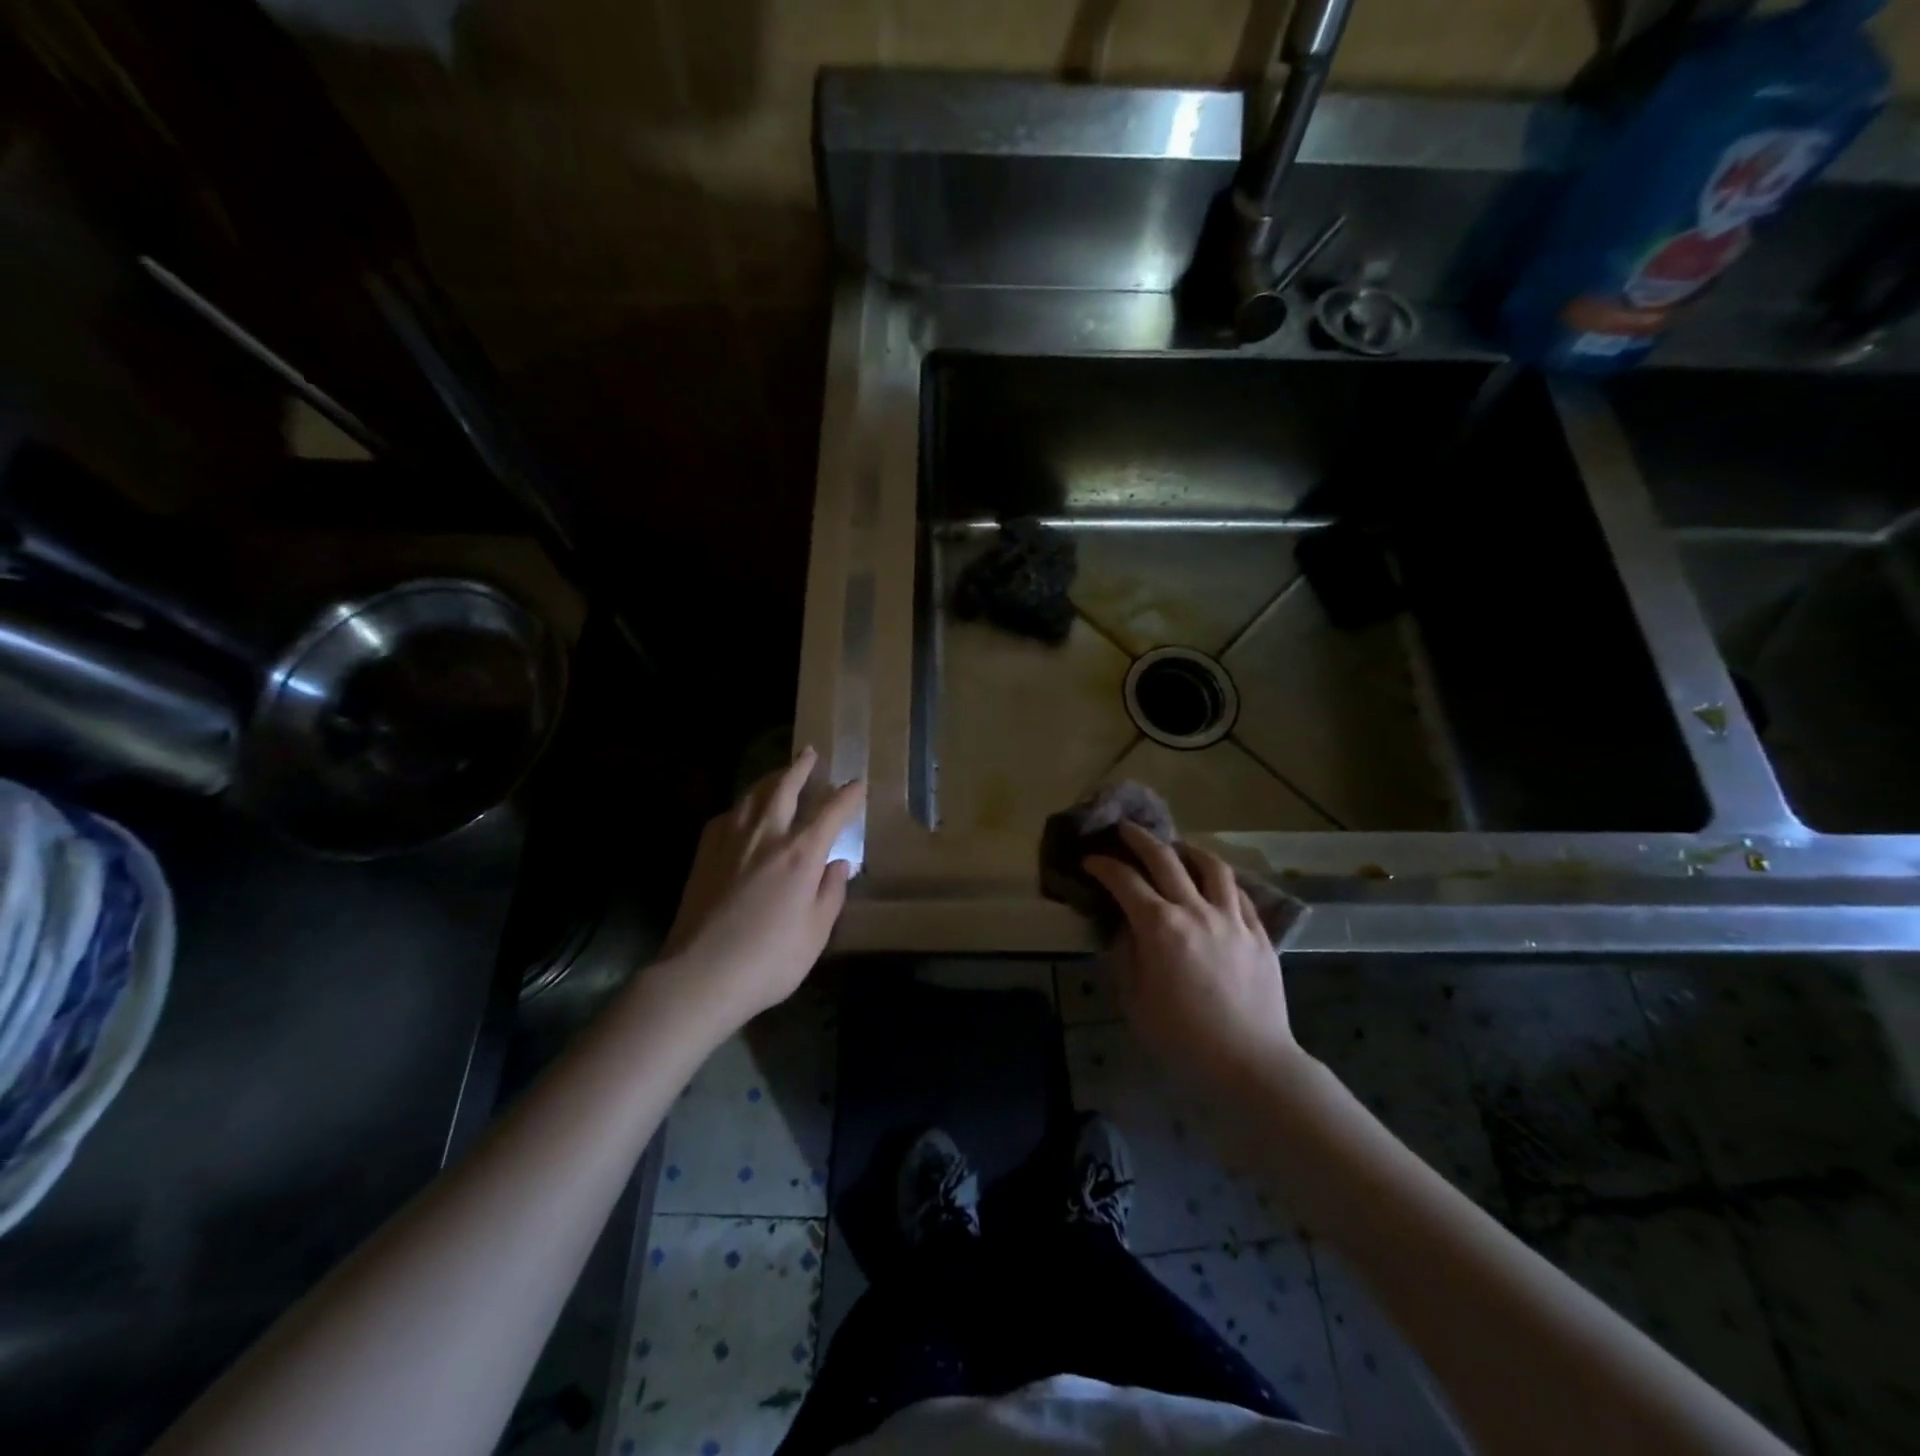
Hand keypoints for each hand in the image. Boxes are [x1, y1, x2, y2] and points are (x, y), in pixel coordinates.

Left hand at [657, 746, 863, 1029]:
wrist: (700, 974)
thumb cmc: (769, 960)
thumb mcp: (816, 934)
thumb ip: (830, 894)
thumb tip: (838, 865)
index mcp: (800, 854)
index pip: (831, 812)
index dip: (847, 796)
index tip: (857, 783)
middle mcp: (766, 836)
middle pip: (785, 788)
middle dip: (800, 768)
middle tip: (809, 753)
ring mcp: (731, 841)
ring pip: (753, 795)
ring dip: (770, 778)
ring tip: (779, 773)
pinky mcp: (705, 853)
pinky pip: (728, 815)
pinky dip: (742, 805)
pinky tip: (743, 812)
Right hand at [1084, 822, 1300, 1079]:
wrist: (1250, 1063)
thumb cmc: (1182, 1038)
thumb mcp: (1135, 1000)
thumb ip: (1126, 955)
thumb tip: (1125, 927)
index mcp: (1160, 927)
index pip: (1125, 881)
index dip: (1104, 866)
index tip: (1090, 861)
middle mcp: (1196, 910)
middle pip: (1165, 859)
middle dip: (1139, 839)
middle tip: (1124, 830)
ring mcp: (1232, 919)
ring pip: (1211, 866)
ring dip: (1188, 850)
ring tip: (1177, 848)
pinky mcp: (1259, 933)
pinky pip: (1239, 892)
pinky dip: (1221, 880)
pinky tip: (1214, 883)